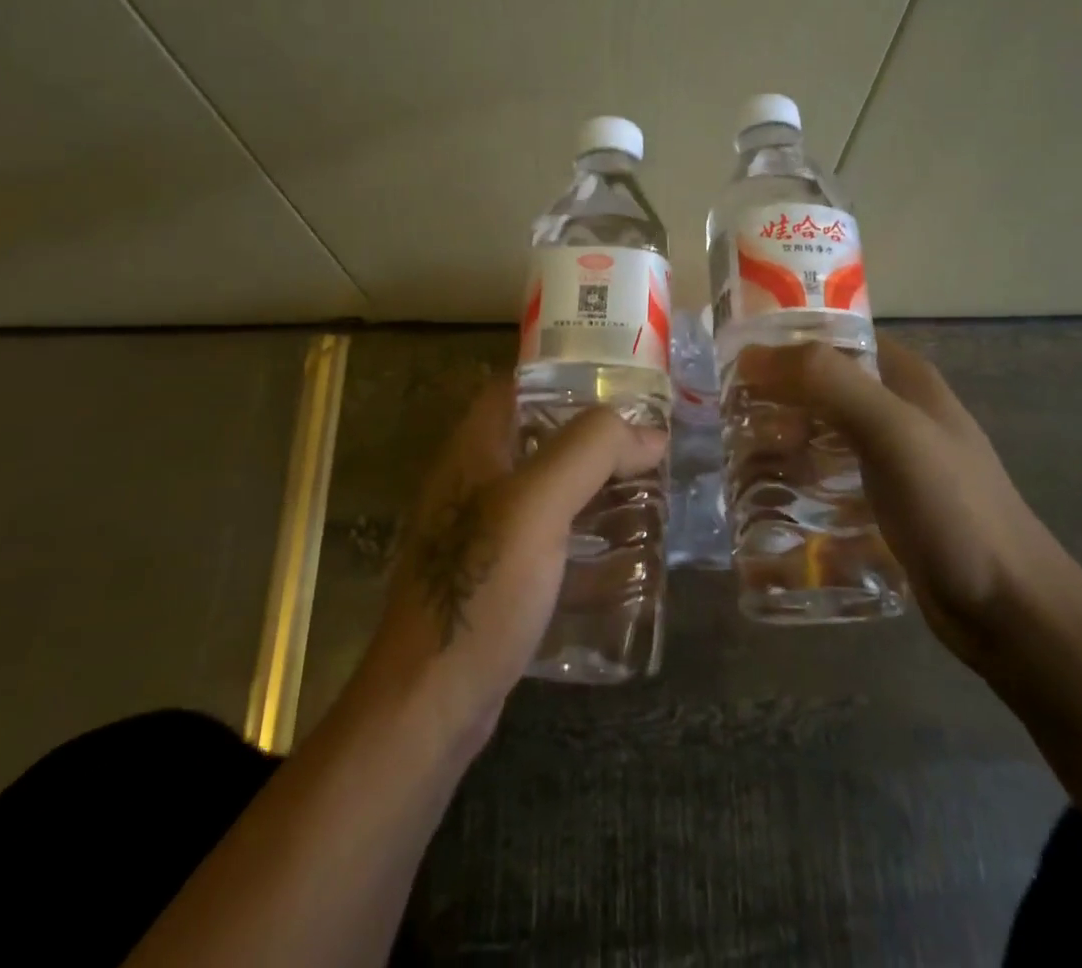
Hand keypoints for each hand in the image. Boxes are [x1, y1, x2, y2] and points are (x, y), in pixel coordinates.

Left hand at [354, 378, 666, 744]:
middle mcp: (474, 483)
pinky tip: (627, 559)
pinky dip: (586, 541)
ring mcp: (483, 535)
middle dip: (595, 441)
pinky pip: (550, 544)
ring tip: (652, 496)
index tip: (622, 387)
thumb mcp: (539, 504)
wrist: (429, 704)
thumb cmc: (482, 587)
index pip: (517, 387)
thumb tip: (649, 432)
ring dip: (596, 492)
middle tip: (650, 447)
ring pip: (549, 494)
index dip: (566, 378)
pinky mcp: (498, 580)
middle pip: (540, 439)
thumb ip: (591, 451)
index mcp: (474, 450)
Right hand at [736, 339, 1081, 671]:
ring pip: (819, 435)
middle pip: (819, 388)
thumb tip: (750, 355)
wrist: (1010, 609)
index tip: (733, 364)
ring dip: (780, 443)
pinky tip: (767, 502)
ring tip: (738, 463)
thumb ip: (826, 381)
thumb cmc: (953, 507)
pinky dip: (797, 482)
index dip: (783, 342)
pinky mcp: (883, 505)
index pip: (832, 337)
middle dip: (774, 400)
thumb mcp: (891, 430)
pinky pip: (828, 480)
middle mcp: (896, 410)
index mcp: (904, 378)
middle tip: (730, 423)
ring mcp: (891, 460)